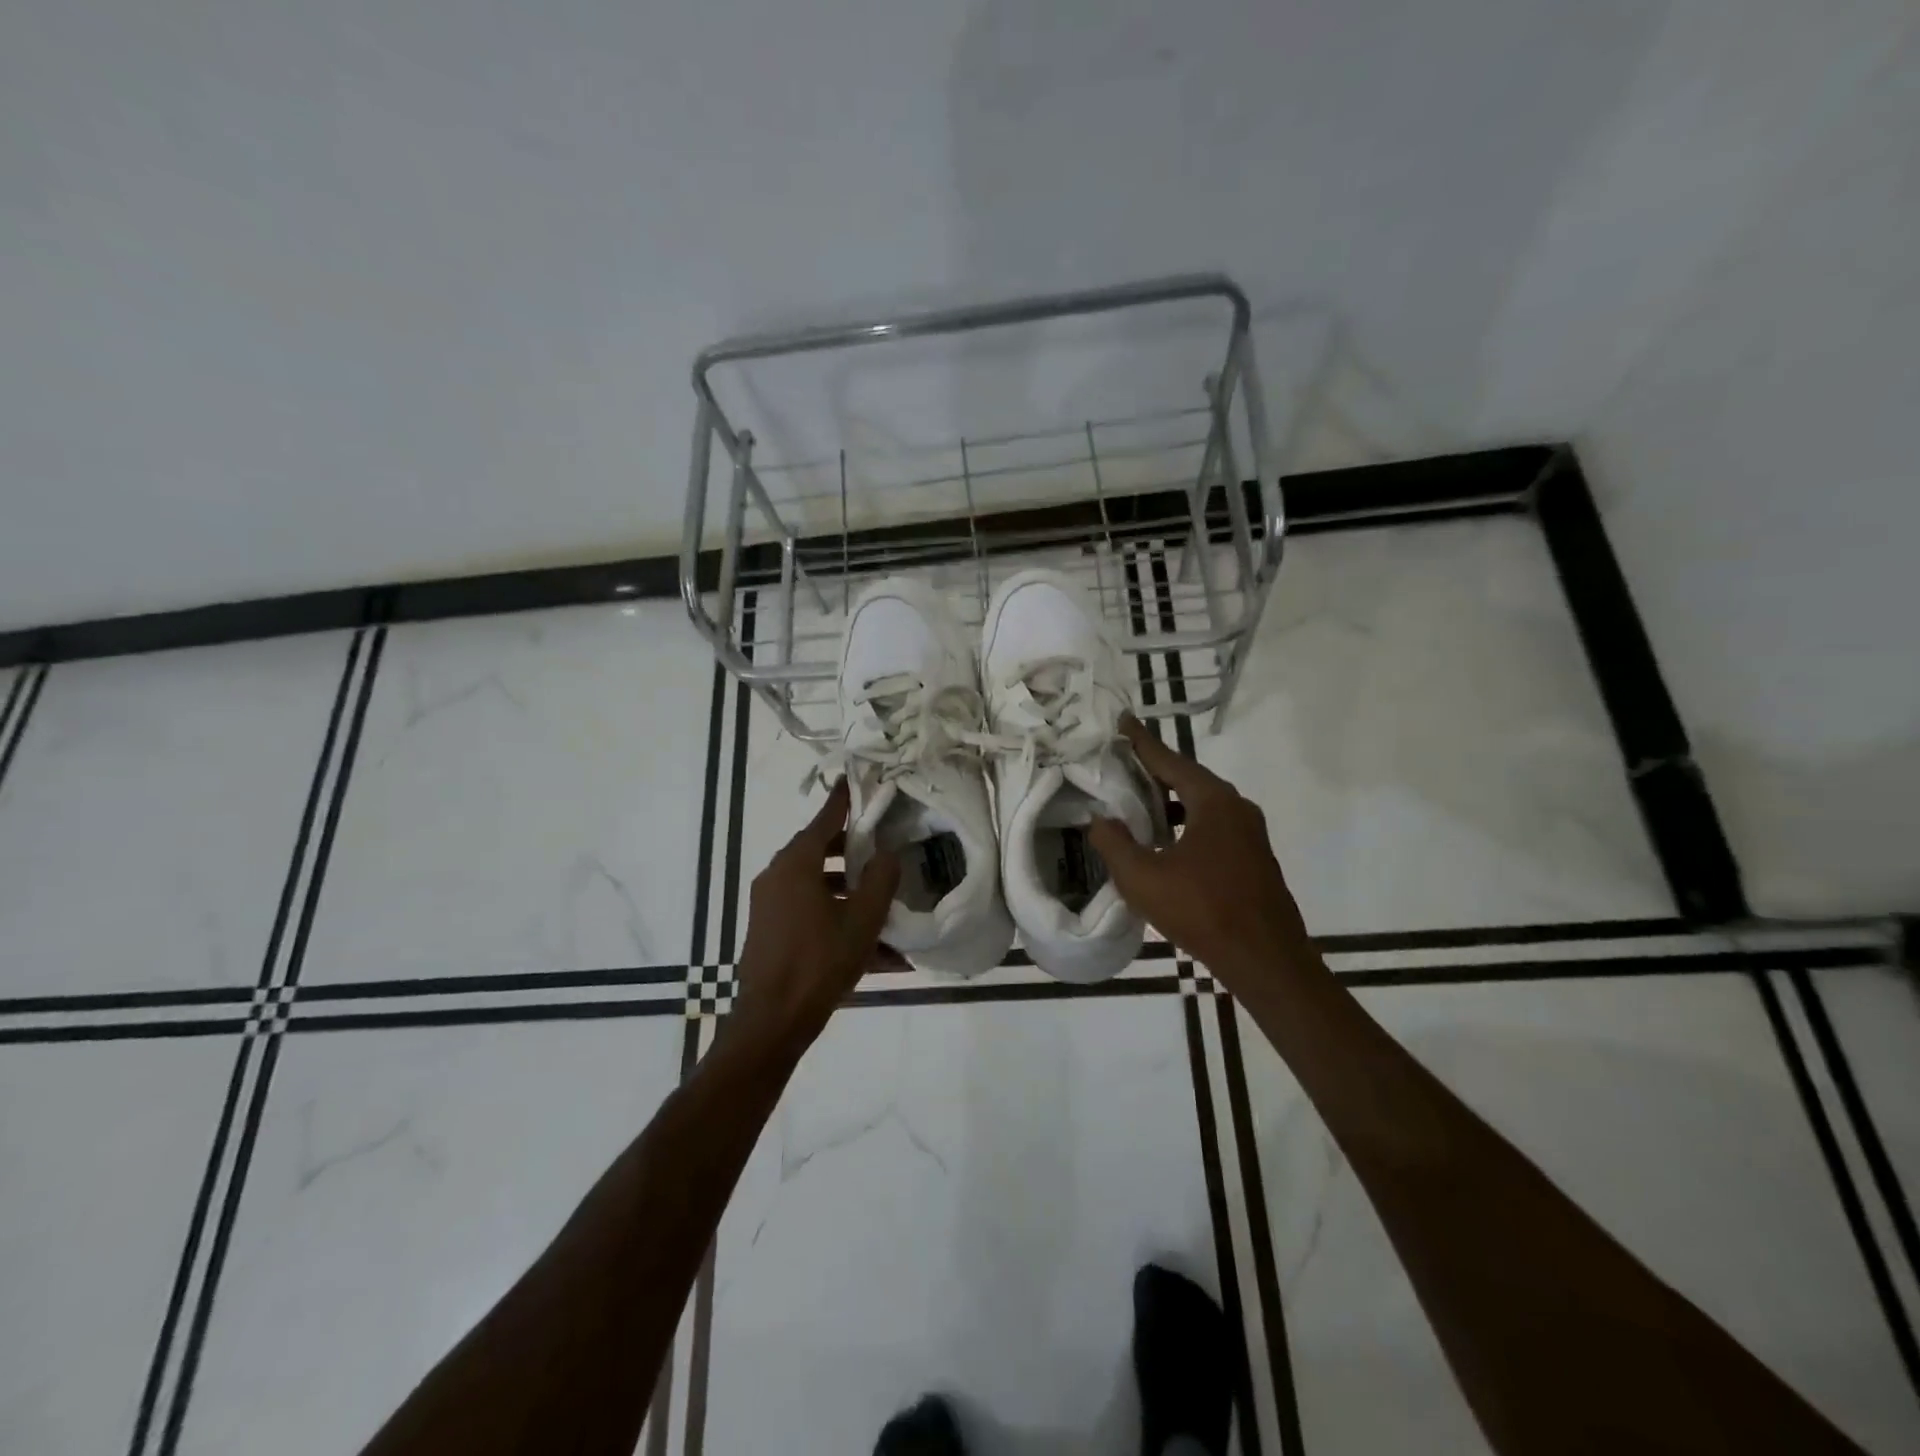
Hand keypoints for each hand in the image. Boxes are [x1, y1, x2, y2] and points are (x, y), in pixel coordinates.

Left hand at [731, 778, 900, 1049]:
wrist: (772, 1021)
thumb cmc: (819, 962)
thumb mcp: (862, 921)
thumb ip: (880, 880)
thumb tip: (887, 854)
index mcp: (796, 865)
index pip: (824, 820)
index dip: (843, 801)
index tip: (855, 780)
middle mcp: (777, 876)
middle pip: (819, 850)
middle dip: (852, 849)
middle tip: (881, 847)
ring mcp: (769, 904)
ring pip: (815, 883)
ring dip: (846, 888)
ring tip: (880, 902)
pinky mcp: (769, 929)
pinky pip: (807, 910)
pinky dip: (834, 914)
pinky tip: (869, 945)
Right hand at [1089, 716, 1309, 981]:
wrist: (1266, 960)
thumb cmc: (1202, 910)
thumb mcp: (1142, 878)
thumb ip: (1114, 843)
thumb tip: (1100, 819)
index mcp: (1213, 801)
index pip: (1169, 760)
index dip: (1142, 742)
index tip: (1123, 721)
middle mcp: (1236, 807)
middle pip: (1189, 778)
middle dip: (1155, 770)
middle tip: (1124, 762)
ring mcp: (1250, 833)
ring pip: (1203, 804)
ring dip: (1171, 800)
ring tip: (1138, 804)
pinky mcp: (1254, 857)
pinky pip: (1214, 825)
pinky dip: (1186, 821)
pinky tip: (1167, 841)